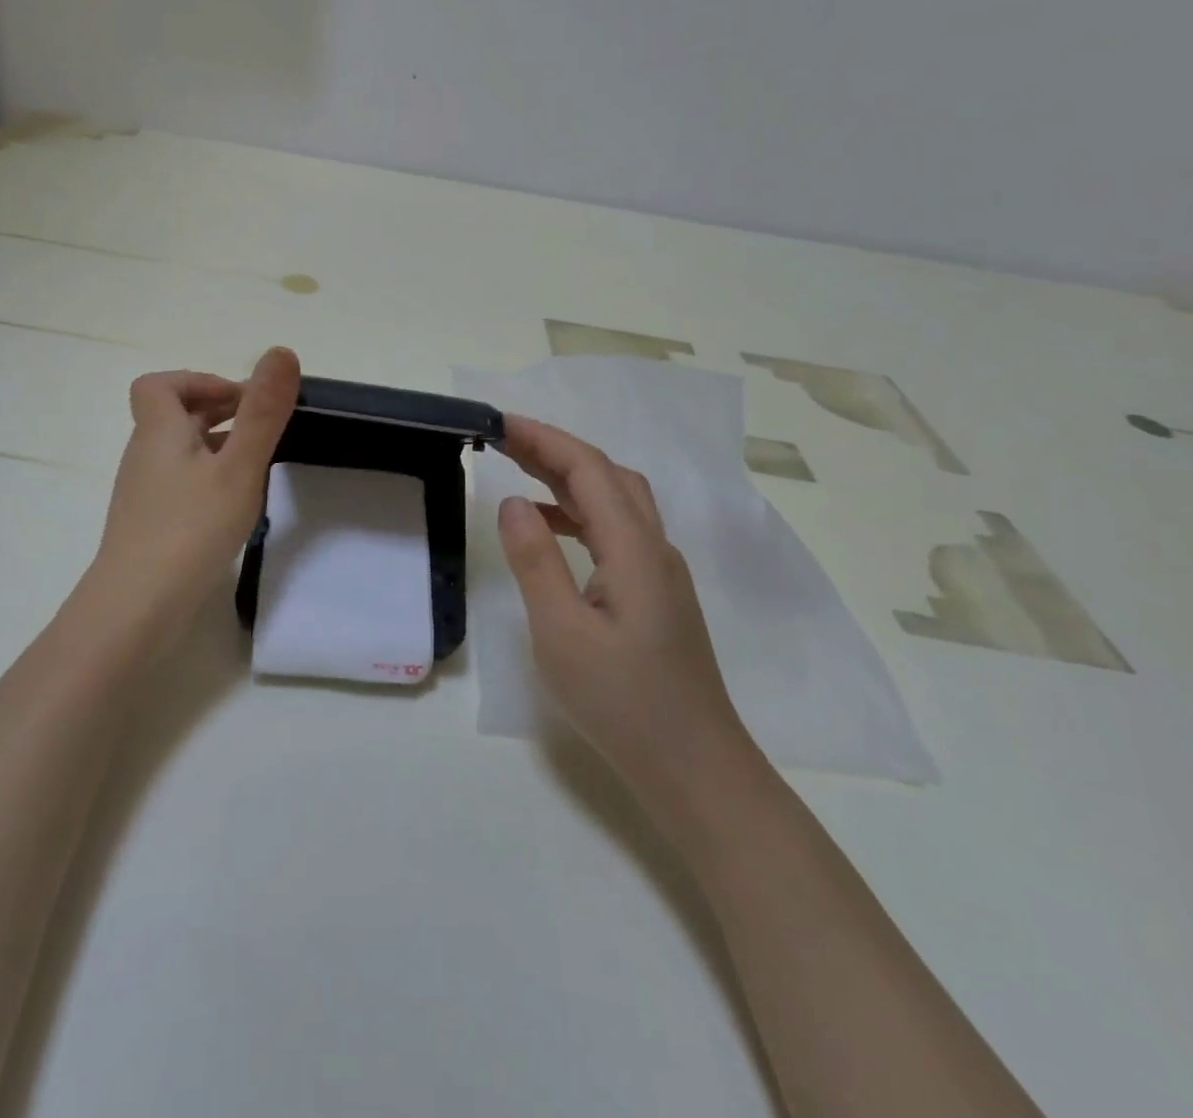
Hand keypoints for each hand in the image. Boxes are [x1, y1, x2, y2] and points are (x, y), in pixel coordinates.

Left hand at [83, 347, 300, 636]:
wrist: (136, 608)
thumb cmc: (190, 529)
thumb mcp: (238, 467)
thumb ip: (262, 413)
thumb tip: (280, 352)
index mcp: (160, 431)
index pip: (160, 384)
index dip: (199, 381)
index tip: (240, 401)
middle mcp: (145, 454)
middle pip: (173, 415)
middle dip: (217, 412)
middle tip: (260, 430)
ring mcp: (144, 492)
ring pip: (179, 451)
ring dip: (215, 446)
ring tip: (254, 466)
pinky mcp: (149, 523)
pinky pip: (179, 482)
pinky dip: (206, 478)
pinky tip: (231, 506)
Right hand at [496, 414, 754, 815]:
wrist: (695, 769)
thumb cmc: (623, 703)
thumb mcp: (562, 633)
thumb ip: (536, 561)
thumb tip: (512, 501)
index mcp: (634, 550)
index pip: (588, 470)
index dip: (544, 439)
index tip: (497, 423)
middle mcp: (654, 548)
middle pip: (606, 476)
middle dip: (554, 449)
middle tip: (502, 439)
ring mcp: (659, 571)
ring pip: (615, 501)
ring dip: (569, 477)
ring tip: (519, 469)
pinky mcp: (655, 594)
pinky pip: (616, 531)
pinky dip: (579, 512)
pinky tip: (550, 528)